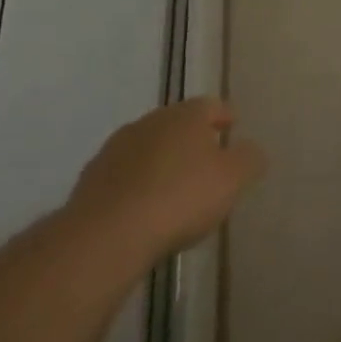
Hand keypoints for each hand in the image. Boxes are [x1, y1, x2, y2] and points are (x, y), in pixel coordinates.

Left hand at [69, 98, 266, 263]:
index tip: (233, 127)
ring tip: (175, 187)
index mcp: (185, 115)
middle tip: (208, 160)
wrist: (106, 236)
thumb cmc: (180, 198)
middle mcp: (149, 122)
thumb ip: (249, 159)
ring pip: (148, 148)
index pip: (211, 105)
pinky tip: (144, 208)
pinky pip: (124, 175)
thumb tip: (250, 150)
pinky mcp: (90, 181)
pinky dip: (137, 184)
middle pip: (177, 124)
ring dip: (162, 161)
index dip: (225, 115)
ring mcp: (115, 150)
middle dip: (192, 139)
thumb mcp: (233, 178)